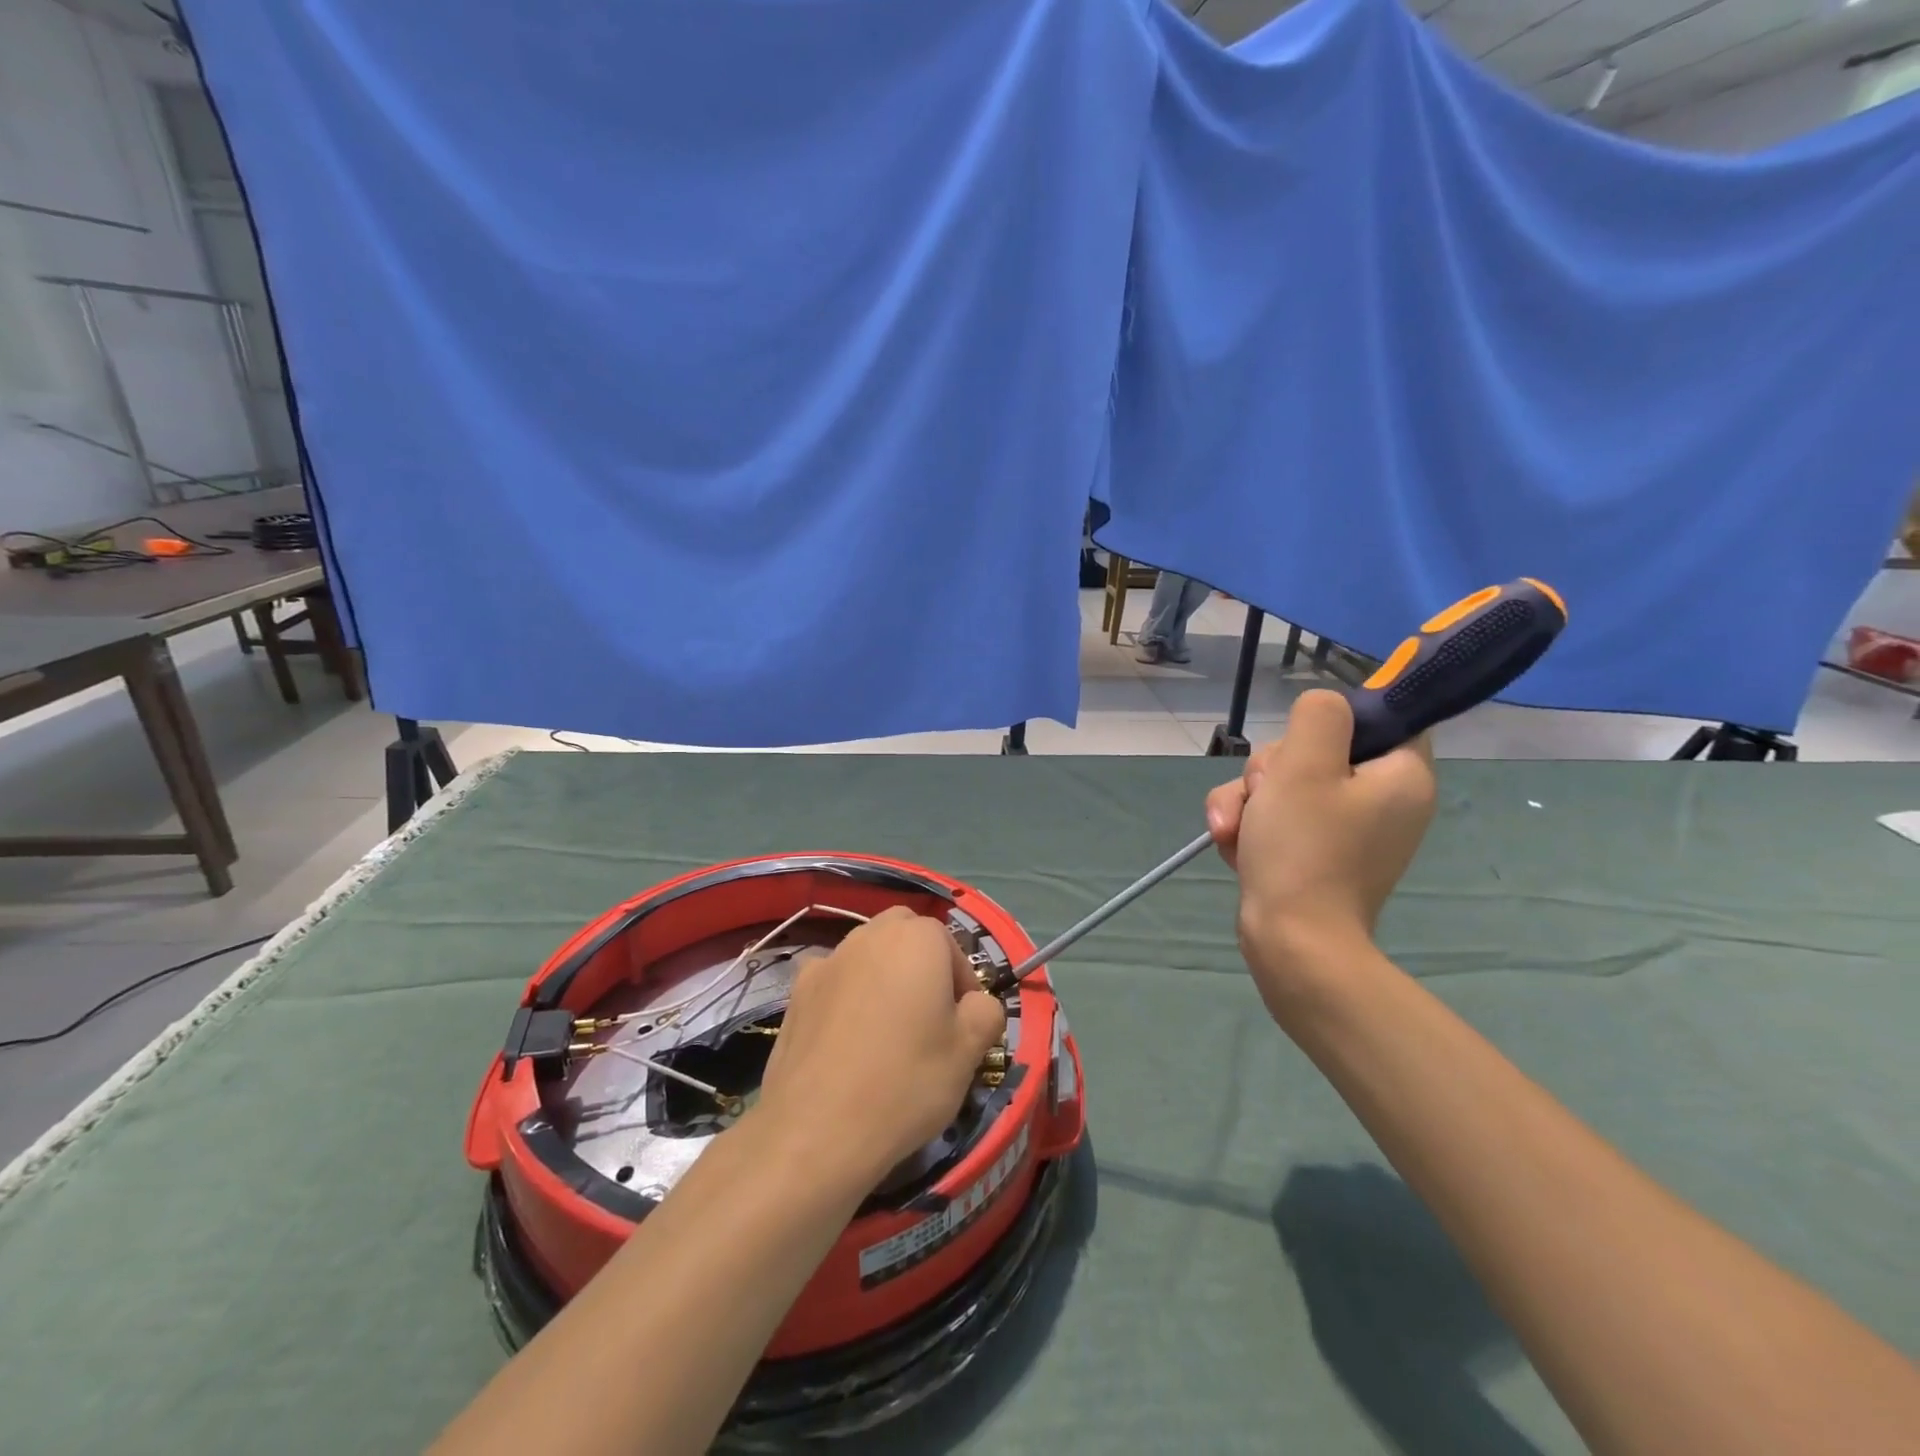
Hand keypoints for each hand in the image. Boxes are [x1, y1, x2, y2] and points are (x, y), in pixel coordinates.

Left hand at [756, 907, 1005, 1186]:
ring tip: (887, 1029)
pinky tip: (847, 1037)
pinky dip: (846, 995)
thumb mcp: (970, 1051)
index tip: (962, 1023)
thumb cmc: (907, 1081)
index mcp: (917, 939)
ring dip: (882, 975)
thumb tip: (975, 1003)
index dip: (961, 981)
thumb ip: (986, 1011)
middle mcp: (870, 935)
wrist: (818, 1129)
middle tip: (928, 1015)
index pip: (949, 943)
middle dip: (920, 962)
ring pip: (867, 952)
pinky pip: (834, 980)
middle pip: (904, 934)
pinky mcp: (797, 991)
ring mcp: (829, 960)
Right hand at [1205, 690, 1435, 1010]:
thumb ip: (1319, 717)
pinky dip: (1252, 829)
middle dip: (1271, 770)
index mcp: (1401, 777)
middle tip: (1261, 797)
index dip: (1338, 720)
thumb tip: (1325, 710)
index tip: (1303, 740)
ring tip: (1233, 831)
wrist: (1292, 944)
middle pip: (1319, 751)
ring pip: (1285, 786)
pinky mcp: (1315, 856)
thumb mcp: (1305, 765)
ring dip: (1247, 801)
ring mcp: (1346, 832)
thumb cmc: (1304, 849)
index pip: (1386, 719)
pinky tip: (1235, 847)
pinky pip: (1279, 820)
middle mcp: (1382, 802)